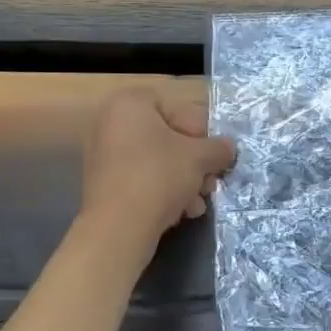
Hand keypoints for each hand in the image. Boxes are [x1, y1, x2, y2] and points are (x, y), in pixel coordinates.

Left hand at [81, 89, 235, 247]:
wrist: (117, 226)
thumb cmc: (159, 176)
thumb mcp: (199, 158)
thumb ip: (218, 148)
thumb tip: (228, 147)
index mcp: (130, 104)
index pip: (178, 109)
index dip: (202, 132)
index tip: (215, 154)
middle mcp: (111, 123)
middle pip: (167, 138)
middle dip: (194, 162)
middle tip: (211, 181)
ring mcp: (103, 154)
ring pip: (156, 161)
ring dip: (184, 180)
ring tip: (199, 202)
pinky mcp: (102, 183)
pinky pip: (141, 178)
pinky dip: (162, 191)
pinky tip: (182, 211)